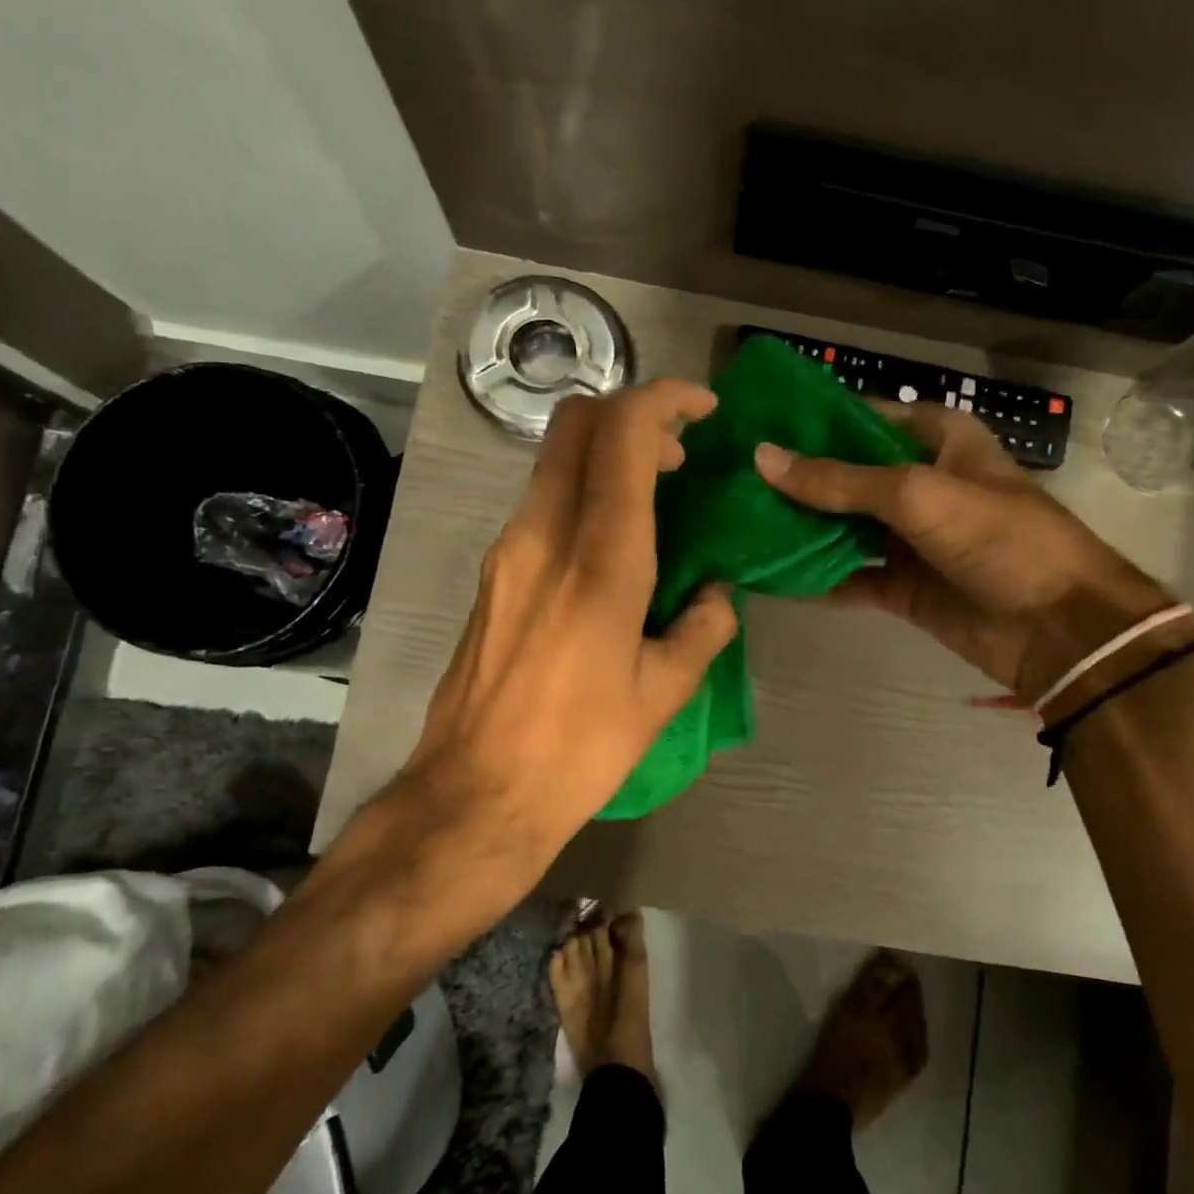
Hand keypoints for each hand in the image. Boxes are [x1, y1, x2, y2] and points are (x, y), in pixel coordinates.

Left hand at [370, 380, 737, 908]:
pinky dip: (583, 495)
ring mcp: (507, 552)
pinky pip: (542, 504)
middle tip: (678, 454)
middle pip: (576, 424)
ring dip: (606, 457)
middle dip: (632, 415)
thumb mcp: (662, 694)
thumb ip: (701, 630)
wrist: (476, 794)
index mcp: (600, 560)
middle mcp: (544, 536)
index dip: (665, 400)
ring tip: (654, 500)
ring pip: (555, 461)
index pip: (623, 434)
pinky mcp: (492, 576)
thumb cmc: (579, 748)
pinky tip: (611, 548)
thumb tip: (716, 596)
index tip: (703, 410)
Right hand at [754, 402, 1174, 702]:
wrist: (1057, 628)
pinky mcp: (904, 588)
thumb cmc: (998, 538)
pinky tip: (770, 577)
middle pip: (850, 477)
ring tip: (740, 524)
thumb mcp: (917, 494)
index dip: (818, 422)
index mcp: (940, 443)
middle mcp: (923, 486)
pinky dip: (817, 579)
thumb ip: (839, 480)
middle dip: (800, 481)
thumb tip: (763, 458)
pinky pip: (851, 578)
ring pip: (846, 529)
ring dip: (802, 531)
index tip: (762, 426)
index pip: (868, 419)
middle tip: (736, 480)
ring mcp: (912, 540)